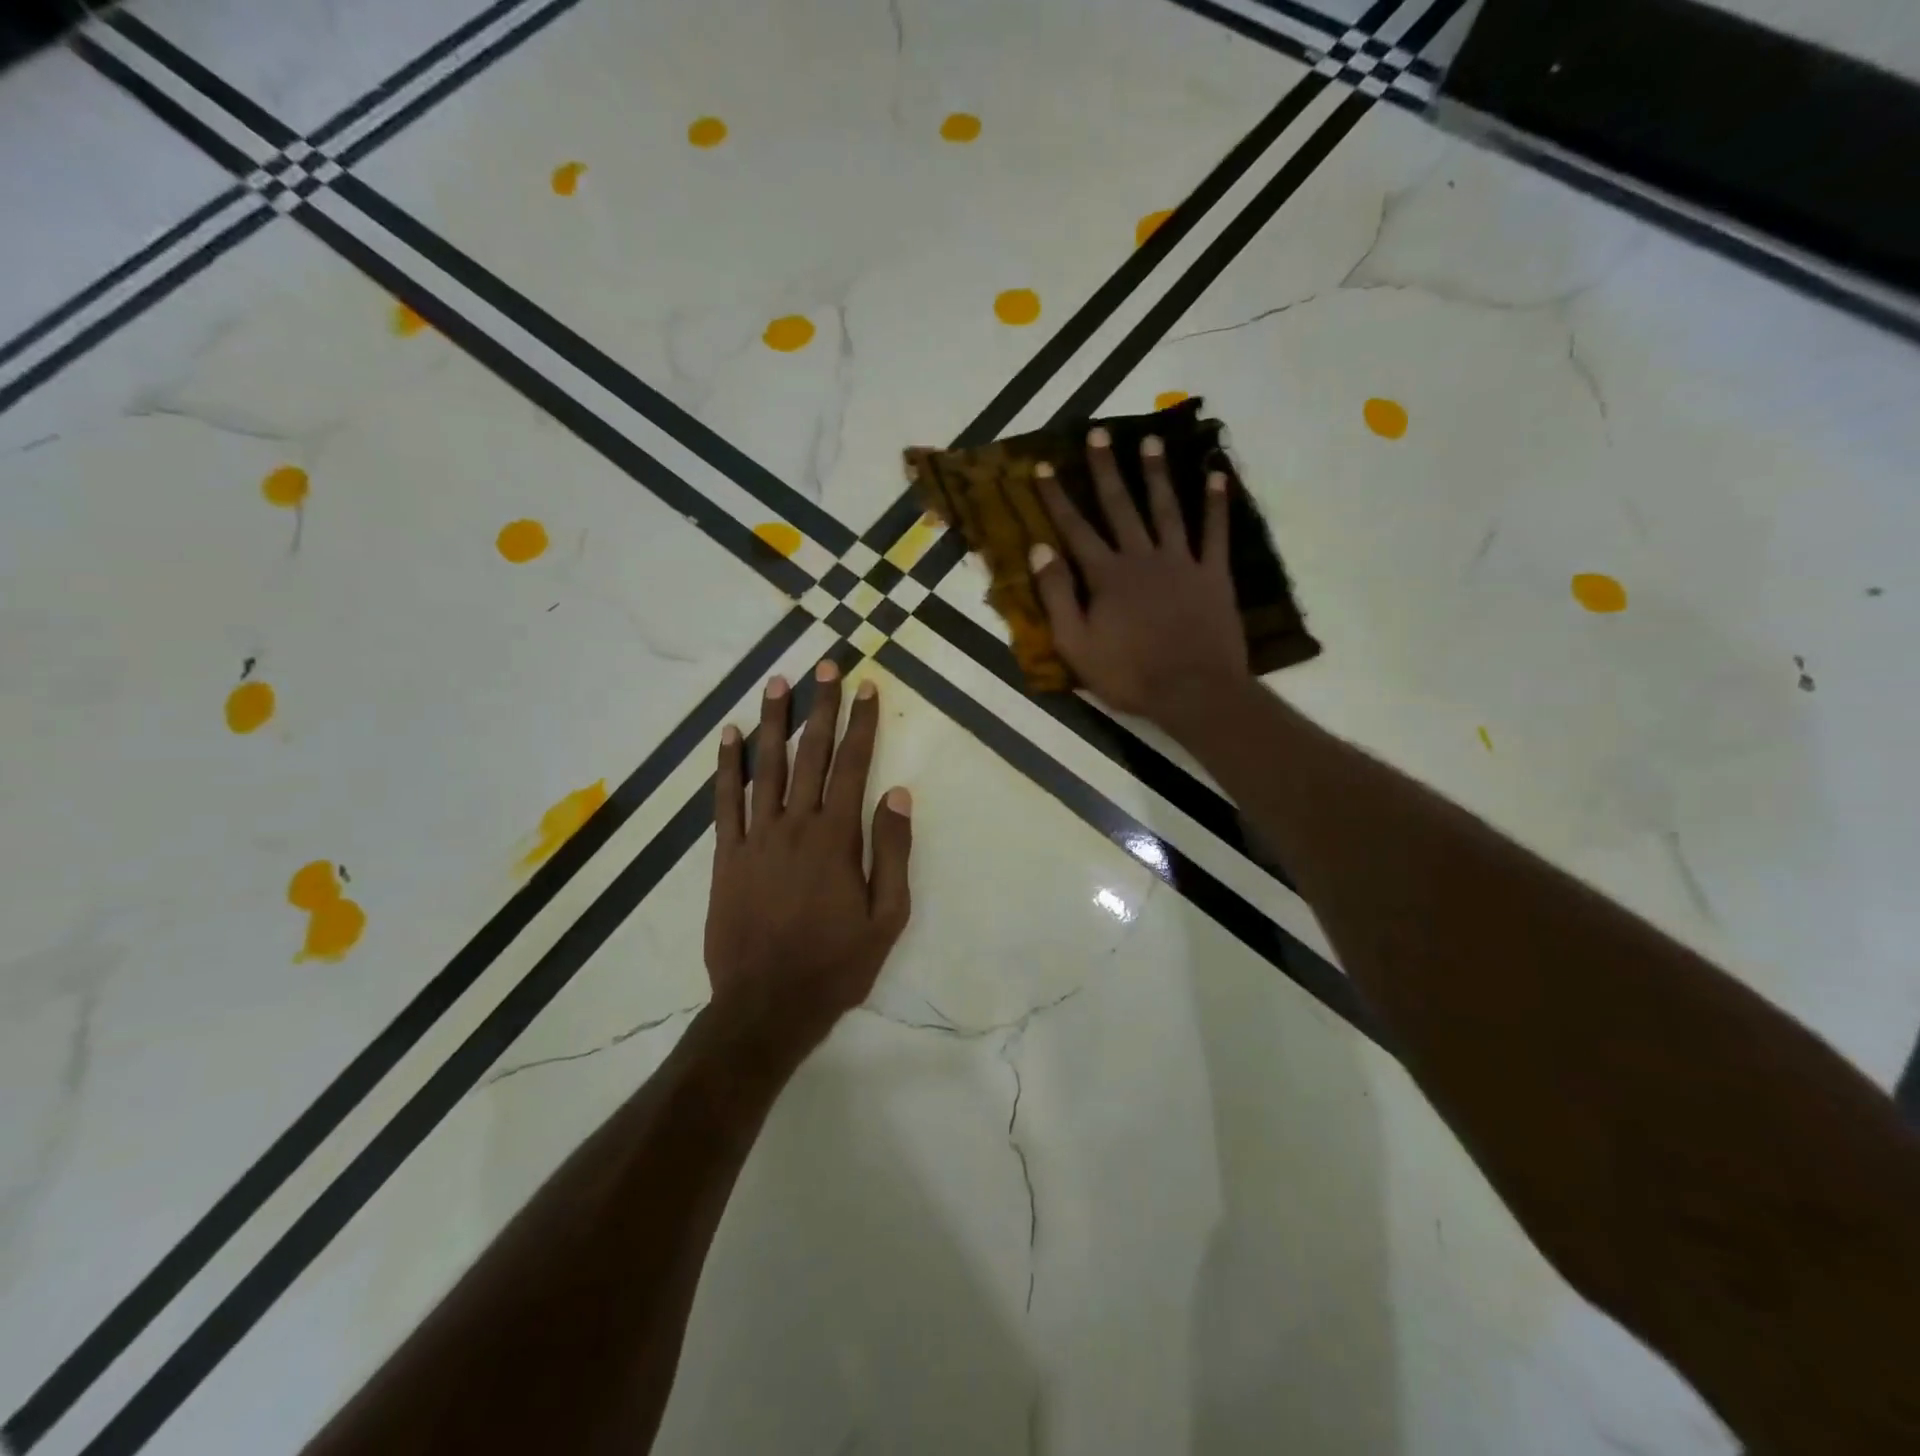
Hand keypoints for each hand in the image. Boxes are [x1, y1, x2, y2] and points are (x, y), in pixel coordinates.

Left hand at [705, 663, 913, 1050]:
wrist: (766, 1005)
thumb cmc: (835, 965)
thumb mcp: (886, 918)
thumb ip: (892, 853)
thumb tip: (897, 794)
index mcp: (837, 838)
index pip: (854, 765)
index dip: (862, 723)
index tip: (867, 687)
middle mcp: (795, 825)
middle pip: (812, 754)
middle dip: (821, 707)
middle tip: (825, 665)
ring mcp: (755, 838)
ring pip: (766, 766)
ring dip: (774, 722)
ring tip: (777, 682)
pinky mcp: (725, 856)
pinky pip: (724, 801)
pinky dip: (726, 766)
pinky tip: (728, 735)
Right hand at [1031, 427, 1250, 733]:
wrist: (1193, 692)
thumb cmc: (1128, 675)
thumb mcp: (1076, 645)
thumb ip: (1057, 596)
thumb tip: (1039, 549)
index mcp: (1106, 575)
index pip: (1075, 528)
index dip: (1056, 497)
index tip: (1043, 466)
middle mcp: (1142, 557)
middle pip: (1121, 506)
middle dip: (1106, 469)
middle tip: (1098, 433)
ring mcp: (1181, 562)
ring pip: (1167, 508)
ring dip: (1157, 474)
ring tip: (1151, 441)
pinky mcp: (1213, 574)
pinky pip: (1216, 532)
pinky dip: (1217, 504)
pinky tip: (1217, 476)